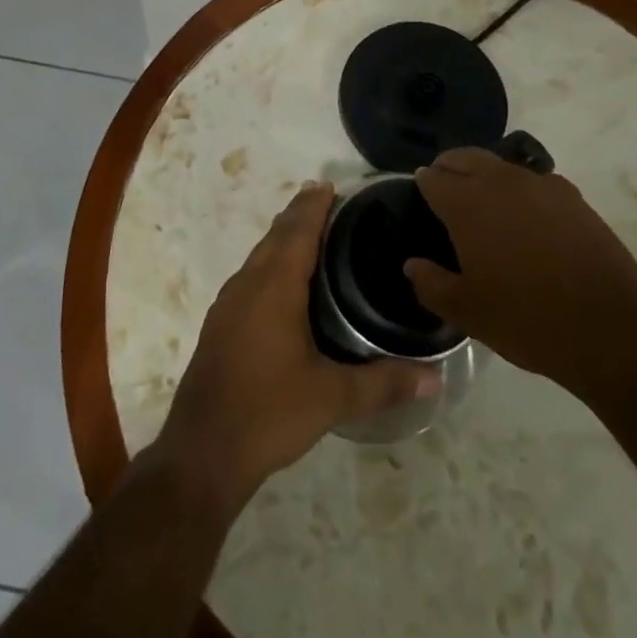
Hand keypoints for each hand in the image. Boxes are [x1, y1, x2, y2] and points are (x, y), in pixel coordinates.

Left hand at [152, 184, 438, 516]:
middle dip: (299, 215)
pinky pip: (250, 275)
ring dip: (283, 238)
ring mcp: (229, 303)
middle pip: (276, 235)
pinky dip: (270, 262)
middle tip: (327, 201)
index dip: (313, 206)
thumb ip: (384, 383)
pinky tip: (283, 285)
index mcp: (274, 286)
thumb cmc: (268, 413)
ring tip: (309, 234)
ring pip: (259, 255)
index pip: (298, 230)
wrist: (202, 451)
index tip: (330, 185)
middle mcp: (248, 283)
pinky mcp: (220, 324)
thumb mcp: (332, 398)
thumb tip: (435, 377)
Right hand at [403, 147, 636, 387]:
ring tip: (485, 203)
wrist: (610, 327)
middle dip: (449, 167)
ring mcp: (540, 184)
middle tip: (445, 190)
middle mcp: (500, 182)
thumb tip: (412, 265)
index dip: (423, 185)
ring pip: (500, 165)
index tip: (420, 196)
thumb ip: (432, 284)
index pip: (433, 178)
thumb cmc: (527, 319)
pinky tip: (527, 217)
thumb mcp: (468, 312)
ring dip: (484, 175)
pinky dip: (520, 189)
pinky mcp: (572, 196)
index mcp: (468, 204)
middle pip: (464, 158)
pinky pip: (534, 181)